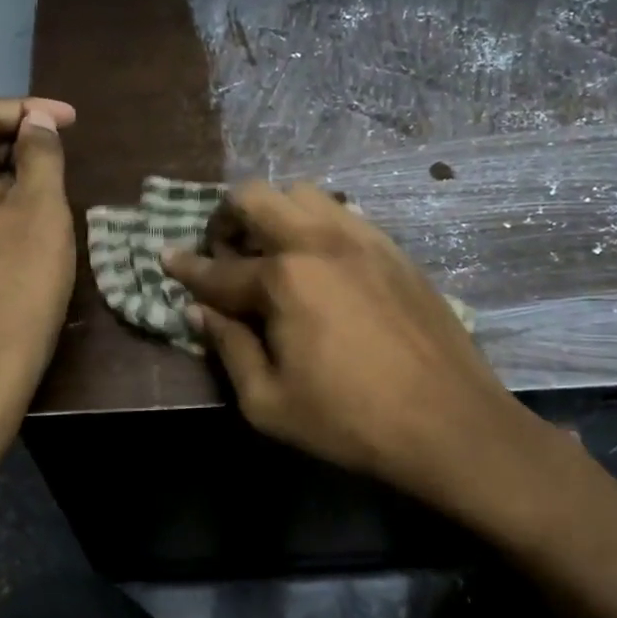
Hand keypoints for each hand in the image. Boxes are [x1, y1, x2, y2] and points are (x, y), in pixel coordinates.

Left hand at [0, 97, 76, 414]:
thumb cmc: (18, 282)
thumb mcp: (42, 210)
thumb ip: (40, 155)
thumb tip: (35, 124)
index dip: (26, 108)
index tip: (69, 122)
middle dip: (12, 133)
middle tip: (57, 146)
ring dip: (3, 165)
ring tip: (46, 178)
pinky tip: (22, 216)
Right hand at [163, 182, 564, 505]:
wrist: (450, 424)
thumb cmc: (350, 421)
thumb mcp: (268, 402)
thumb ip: (228, 348)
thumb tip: (200, 311)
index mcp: (283, 279)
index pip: (218, 269)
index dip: (186, 267)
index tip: (166, 256)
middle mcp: (318, 241)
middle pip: (256, 196)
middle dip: (227, 217)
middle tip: (224, 252)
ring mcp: (362, 238)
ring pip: (303, 193)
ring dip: (274, 213)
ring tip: (272, 252)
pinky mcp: (394, 249)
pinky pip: (343, 213)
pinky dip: (316, 224)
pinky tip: (319, 261)